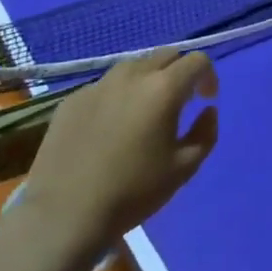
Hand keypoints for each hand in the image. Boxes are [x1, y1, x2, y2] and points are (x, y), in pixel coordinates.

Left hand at [8, 48, 218, 265]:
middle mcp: (132, 75)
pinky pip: (104, 87)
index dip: (208, 76)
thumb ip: (206, 133)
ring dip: (148, 79)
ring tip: (144, 111)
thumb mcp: (184, 169)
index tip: (206, 99)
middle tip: (179, 101)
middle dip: (179, 71)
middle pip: (165, 55)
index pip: (197, 60)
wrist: (63, 215)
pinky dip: (117, 96)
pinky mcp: (71, 100)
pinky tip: (110, 127)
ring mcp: (98, 85)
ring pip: (133, 66)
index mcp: (163, 88)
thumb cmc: (132, 193)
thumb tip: (207, 110)